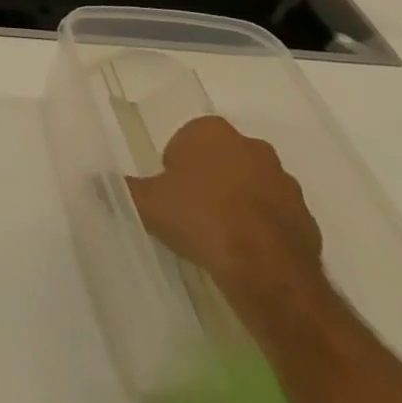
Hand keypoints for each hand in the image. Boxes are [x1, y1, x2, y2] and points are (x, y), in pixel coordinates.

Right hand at [127, 116, 326, 309]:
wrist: (265, 270)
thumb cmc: (199, 219)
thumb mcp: (146, 203)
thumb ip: (120, 188)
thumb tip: (93, 180)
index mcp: (211, 132)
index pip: (187, 139)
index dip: (176, 166)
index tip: (171, 192)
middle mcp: (252, 146)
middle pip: (221, 158)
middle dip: (209, 179)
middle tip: (191, 211)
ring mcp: (285, 181)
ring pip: (251, 185)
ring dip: (238, 202)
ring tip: (220, 236)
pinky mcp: (308, 217)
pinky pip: (276, 215)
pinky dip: (263, 227)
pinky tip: (246, 251)